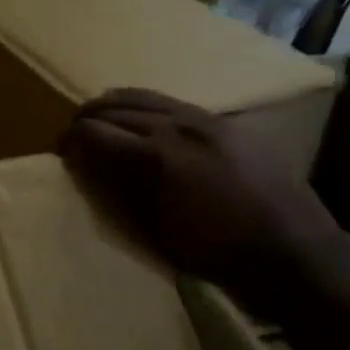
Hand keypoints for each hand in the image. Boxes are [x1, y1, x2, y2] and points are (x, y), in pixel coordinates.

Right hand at [60, 89, 344, 317]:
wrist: (289, 249)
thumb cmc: (214, 252)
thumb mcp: (156, 230)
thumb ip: (121, 190)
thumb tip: (93, 165)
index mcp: (155, 157)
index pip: (97, 133)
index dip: (72, 139)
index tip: (61, 148)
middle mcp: (177, 127)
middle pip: (118, 109)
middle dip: (89, 118)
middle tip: (73, 131)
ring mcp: (205, 120)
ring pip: (147, 97)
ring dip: (116, 104)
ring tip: (100, 114)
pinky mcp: (226, 124)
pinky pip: (175, 103)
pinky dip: (148, 105)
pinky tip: (143, 115)